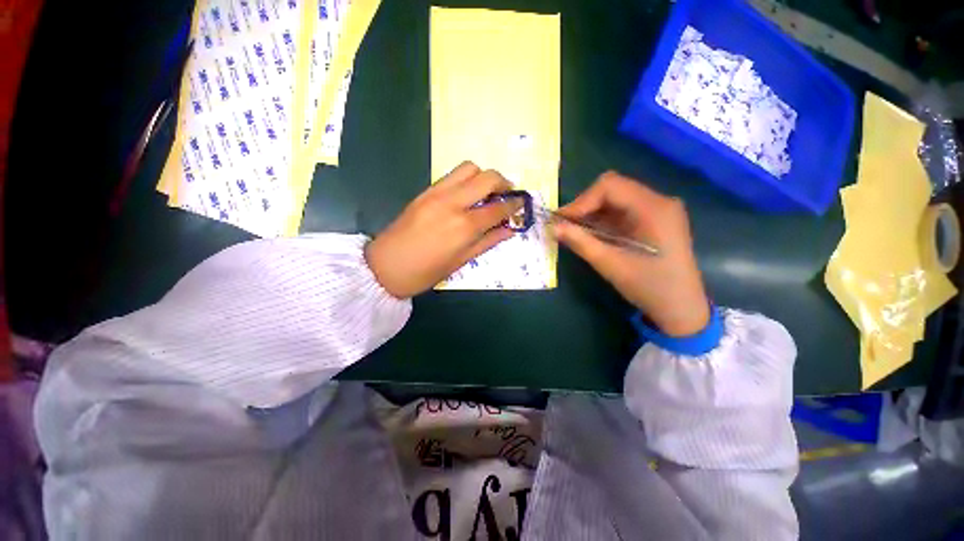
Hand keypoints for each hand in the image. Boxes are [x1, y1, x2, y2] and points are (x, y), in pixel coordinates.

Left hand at [365, 162, 520, 298]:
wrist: (385, 266)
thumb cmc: (425, 272)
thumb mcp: (461, 261)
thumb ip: (488, 242)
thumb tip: (510, 230)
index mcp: (464, 226)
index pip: (498, 208)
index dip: (514, 204)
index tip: (521, 203)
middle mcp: (453, 203)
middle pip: (487, 177)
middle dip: (504, 182)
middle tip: (507, 194)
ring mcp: (437, 193)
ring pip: (468, 168)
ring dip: (483, 176)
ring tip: (486, 192)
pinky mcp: (425, 191)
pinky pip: (451, 175)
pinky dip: (466, 180)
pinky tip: (466, 195)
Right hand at [555, 172, 709, 336]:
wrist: (681, 308)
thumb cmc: (649, 286)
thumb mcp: (610, 264)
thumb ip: (580, 242)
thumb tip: (553, 227)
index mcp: (653, 208)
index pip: (610, 186)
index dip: (581, 200)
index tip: (563, 221)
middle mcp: (659, 201)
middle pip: (613, 189)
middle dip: (585, 206)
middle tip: (565, 226)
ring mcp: (659, 210)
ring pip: (616, 200)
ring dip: (592, 213)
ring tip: (574, 231)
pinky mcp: (655, 221)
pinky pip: (623, 211)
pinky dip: (603, 220)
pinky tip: (591, 234)